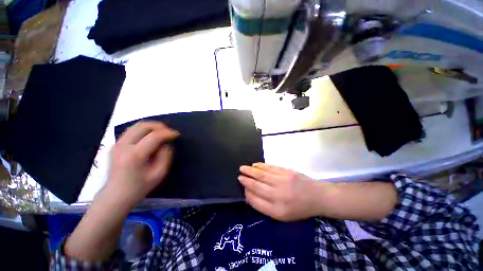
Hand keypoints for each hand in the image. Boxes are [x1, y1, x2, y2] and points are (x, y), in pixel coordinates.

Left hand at [105, 121, 178, 205]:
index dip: (167, 133)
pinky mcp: (115, 145)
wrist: (115, 195)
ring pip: (136, 126)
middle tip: (169, 131)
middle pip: (142, 126)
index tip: (176, 134)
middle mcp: (123, 146)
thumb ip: (165, 156)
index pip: (154, 136)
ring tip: (161, 132)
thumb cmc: (139, 187)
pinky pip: (131, 131)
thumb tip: (166, 145)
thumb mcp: (159, 174)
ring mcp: (117, 144)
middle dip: (159, 126)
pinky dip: (143, 130)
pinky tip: (150, 137)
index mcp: (134, 155)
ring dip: (151, 127)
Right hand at [239, 163, 319, 221]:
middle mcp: (279, 195)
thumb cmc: (298, 208)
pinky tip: (255, 165)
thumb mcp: (282, 215)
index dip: (247, 193)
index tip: (242, 187)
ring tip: (243, 168)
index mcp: (277, 210)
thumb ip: (264, 206)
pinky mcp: (287, 172)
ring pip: (262, 175)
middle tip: (239, 175)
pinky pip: (270, 168)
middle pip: (257, 186)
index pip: (256, 200)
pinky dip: (261, 166)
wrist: (317, 197)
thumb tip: (249, 195)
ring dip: (251, 171)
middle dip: (246, 180)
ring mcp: (283, 181)